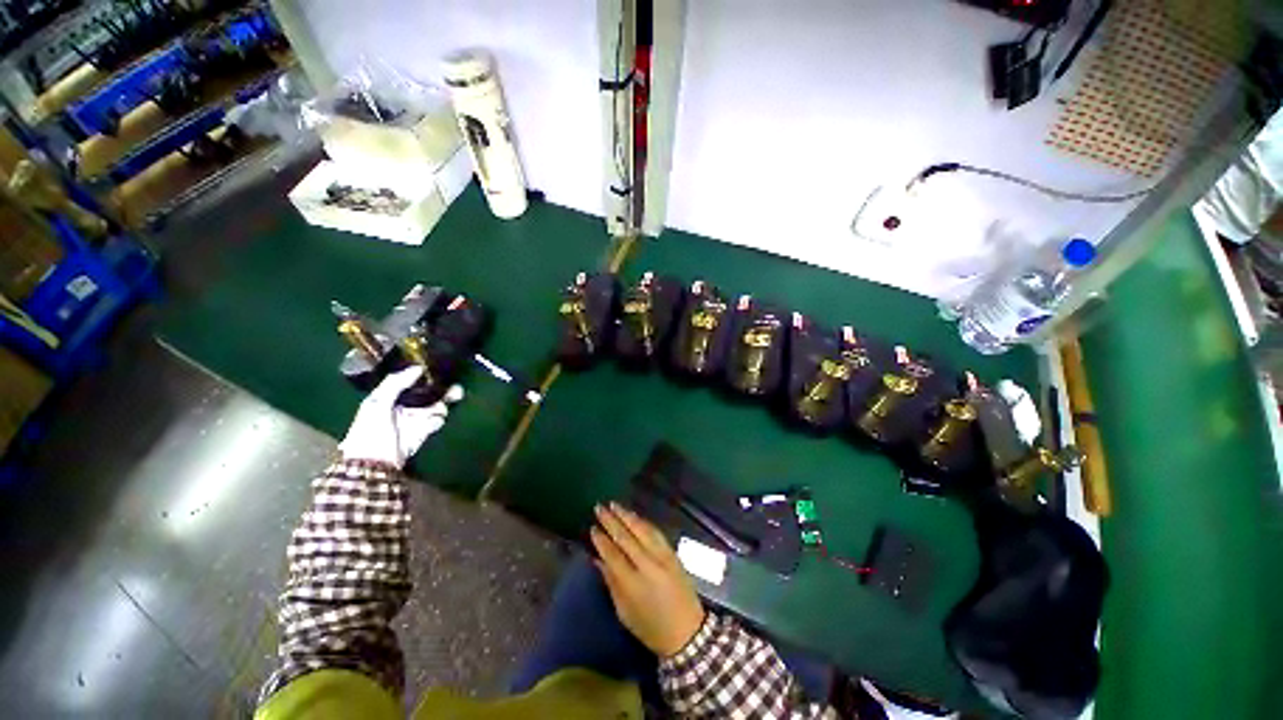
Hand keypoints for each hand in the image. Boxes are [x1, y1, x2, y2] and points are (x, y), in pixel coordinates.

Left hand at [338, 367, 462, 468]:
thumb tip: (418, 368)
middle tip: (455, 390)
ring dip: (440, 406)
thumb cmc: (370, 430)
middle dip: (442, 390)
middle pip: (429, 392)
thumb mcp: (377, 403)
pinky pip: (437, 420)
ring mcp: (415, 418)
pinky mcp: (424, 430)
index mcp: (390, 396)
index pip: (411, 381)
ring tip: (439, 410)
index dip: (425, 375)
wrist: (374, 462)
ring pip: (436, 405)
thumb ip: (395, 384)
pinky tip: (430, 424)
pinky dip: (436, 420)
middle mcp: (405, 404)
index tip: (438, 370)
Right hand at [590, 502, 705, 656]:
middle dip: (611, 521)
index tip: (592, 528)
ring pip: (642, 530)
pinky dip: (643, 522)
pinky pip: (656, 532)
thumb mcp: (624, 613)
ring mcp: (662, 557)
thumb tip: (597, 560)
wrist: (687, 632)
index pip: (613, 555)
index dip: (601, 540)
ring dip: (627, 516)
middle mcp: (648, 565)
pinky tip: (634, 516)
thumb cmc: (651, 628)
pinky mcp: (673, 553)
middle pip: (626, 537)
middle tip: (599, 507)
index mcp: (633, 584)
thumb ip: (611, 583)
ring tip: (614, 505)